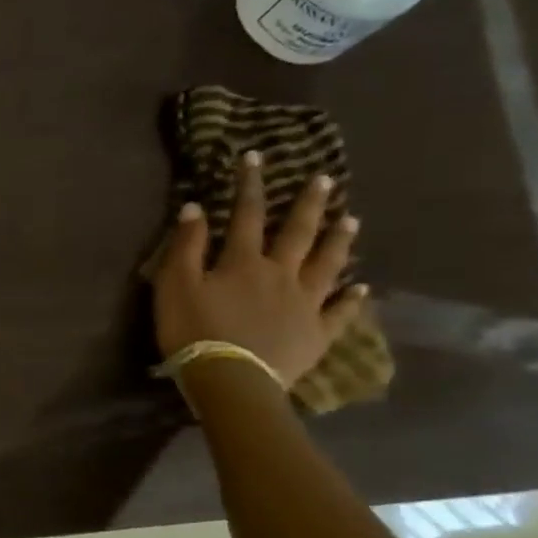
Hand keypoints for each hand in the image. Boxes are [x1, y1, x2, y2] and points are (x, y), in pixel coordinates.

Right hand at [153, 151, 365, 384]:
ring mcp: (304, 304)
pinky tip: (362, 288)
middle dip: (310, 204)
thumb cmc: (194, 331)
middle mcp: (281, 274)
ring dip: (339, 241)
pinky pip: (339, 313)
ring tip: (352, 220)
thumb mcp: (175, 286)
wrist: (230, 380)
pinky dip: (352, 299)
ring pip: (327, 265)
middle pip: (298, 233)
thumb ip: (185, 246)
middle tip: (326, 180)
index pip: (247, 214)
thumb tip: (194, 208)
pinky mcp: (316, 334)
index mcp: (244, 262)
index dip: (250, 185)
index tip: (255, 157)